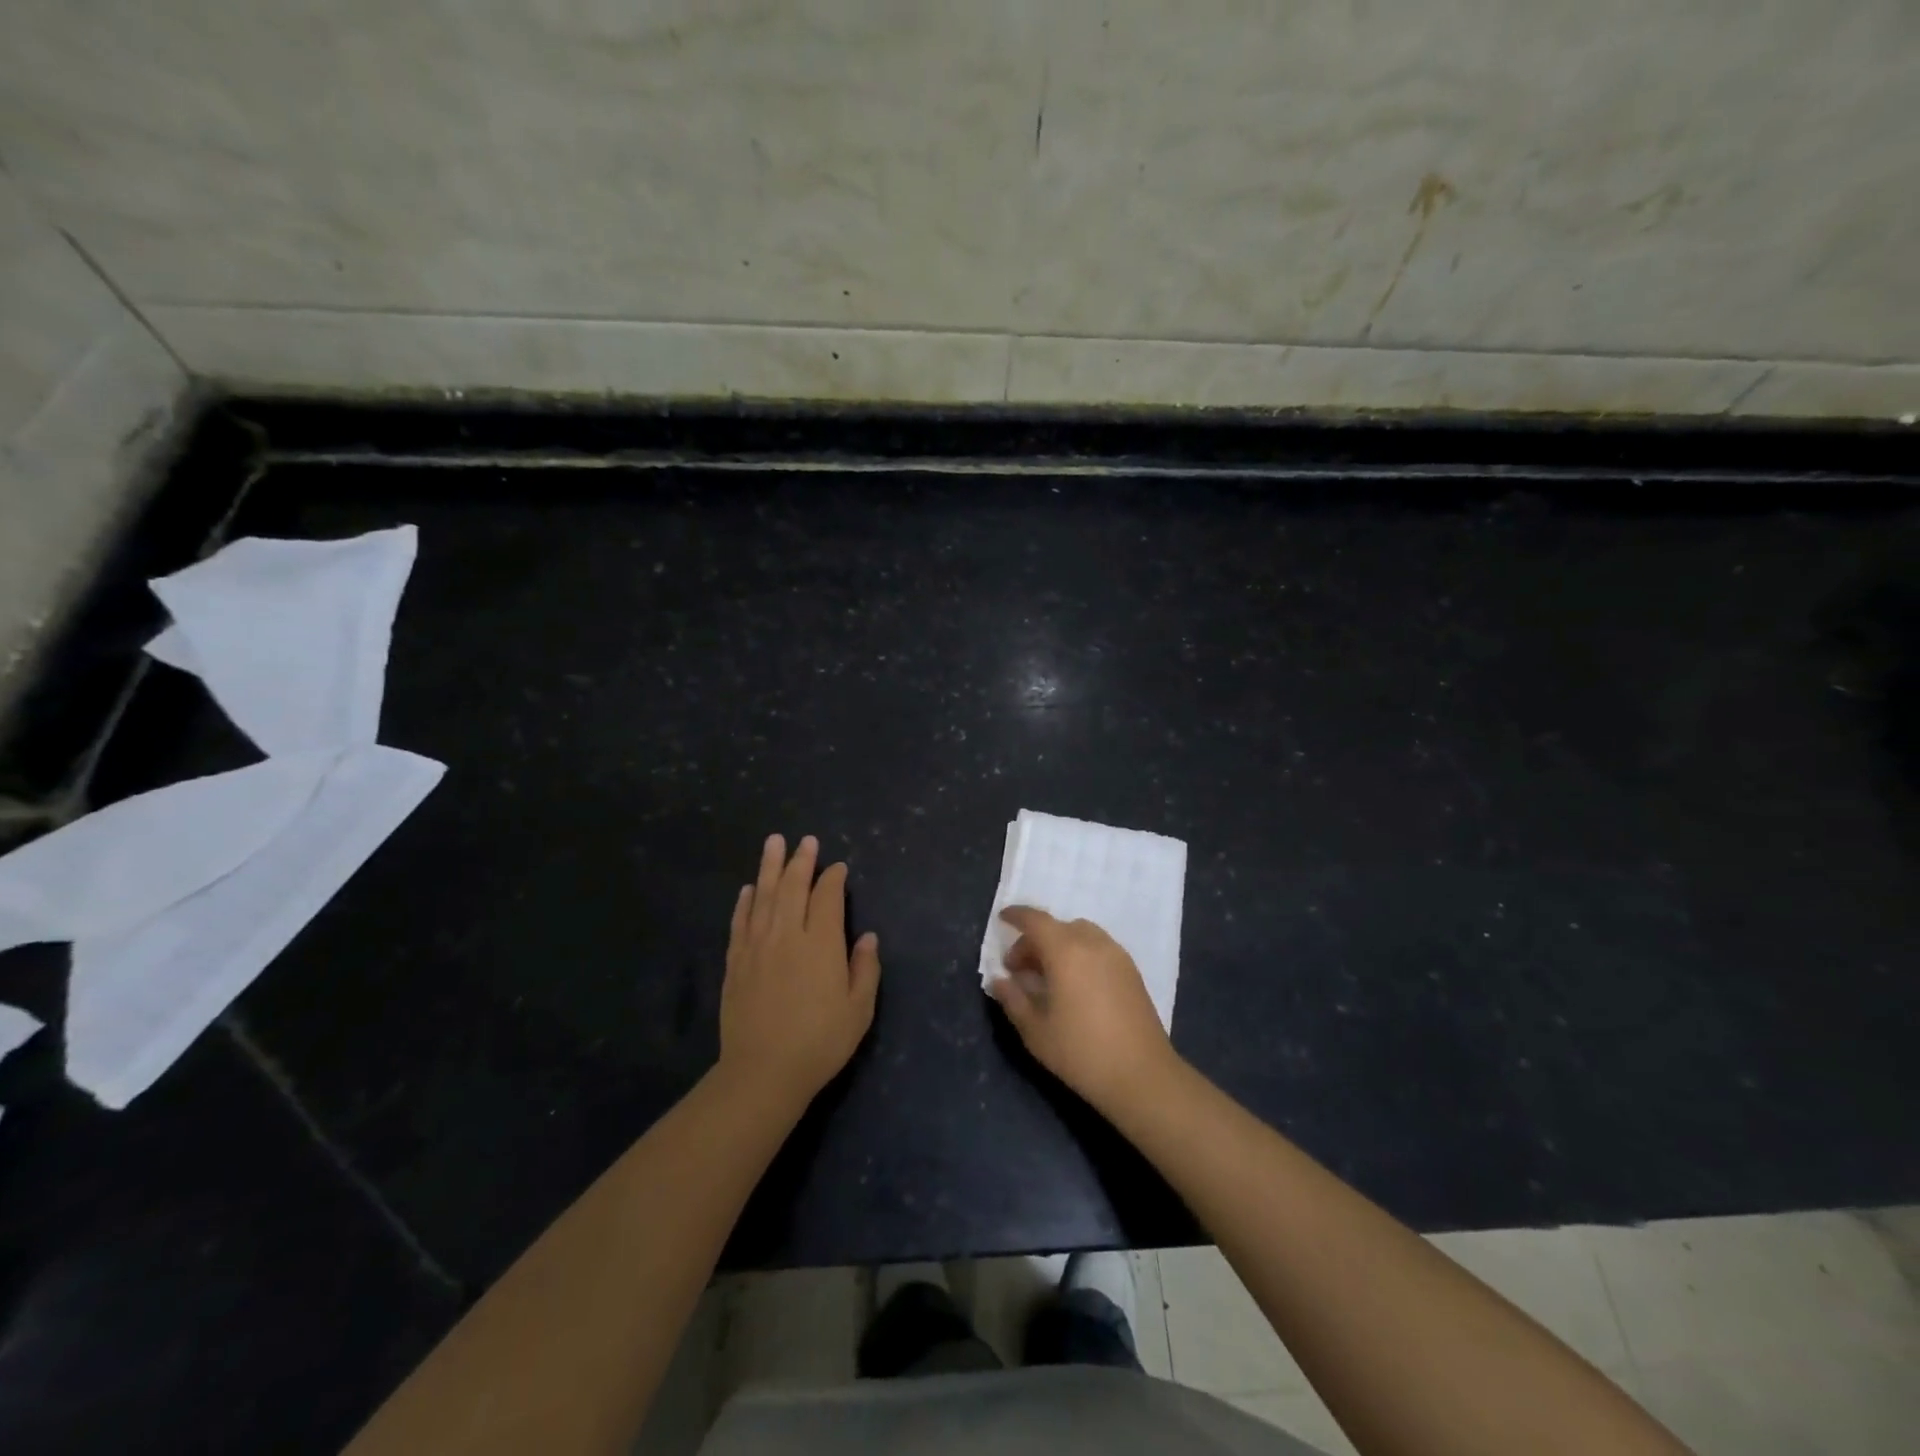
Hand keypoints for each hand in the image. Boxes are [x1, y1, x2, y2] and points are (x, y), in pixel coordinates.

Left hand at [719, 834, 880, 1110]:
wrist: (763, 1072)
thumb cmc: (820, 1042)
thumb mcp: (859, 1010)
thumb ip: (865, 969)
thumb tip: (868, 937)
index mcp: (821, 943)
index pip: (827, 897)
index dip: (833, 878)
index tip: (838, 868)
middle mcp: (787, 935)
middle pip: (794, 887)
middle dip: (801, 861)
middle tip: (805, 840)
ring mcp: (757, 946)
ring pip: (764, 896)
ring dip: (770, 867)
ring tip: (773, 842)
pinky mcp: (736, 962)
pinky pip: (741, 921)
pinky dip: (746, 902)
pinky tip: (749, 888)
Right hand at [988, 906, 1179, 1114]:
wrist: (1142, 1076)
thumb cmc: (1081, 1052)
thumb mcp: (1035, 1031)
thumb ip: (1013, 999)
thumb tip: (999, 980)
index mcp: (1066, 951)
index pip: (1036, 920)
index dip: (1016, 916)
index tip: (1002, 919)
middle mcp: (1093, 943)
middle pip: (1057, 927)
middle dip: (1034, 940)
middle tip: (1019, 970)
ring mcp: (1116, 955)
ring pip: (1080, 934)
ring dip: (1059, 945)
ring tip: (1048, 976)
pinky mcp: (1132, 971)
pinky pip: (1098, 947)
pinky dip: (1080, 952)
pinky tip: (1074, 984)